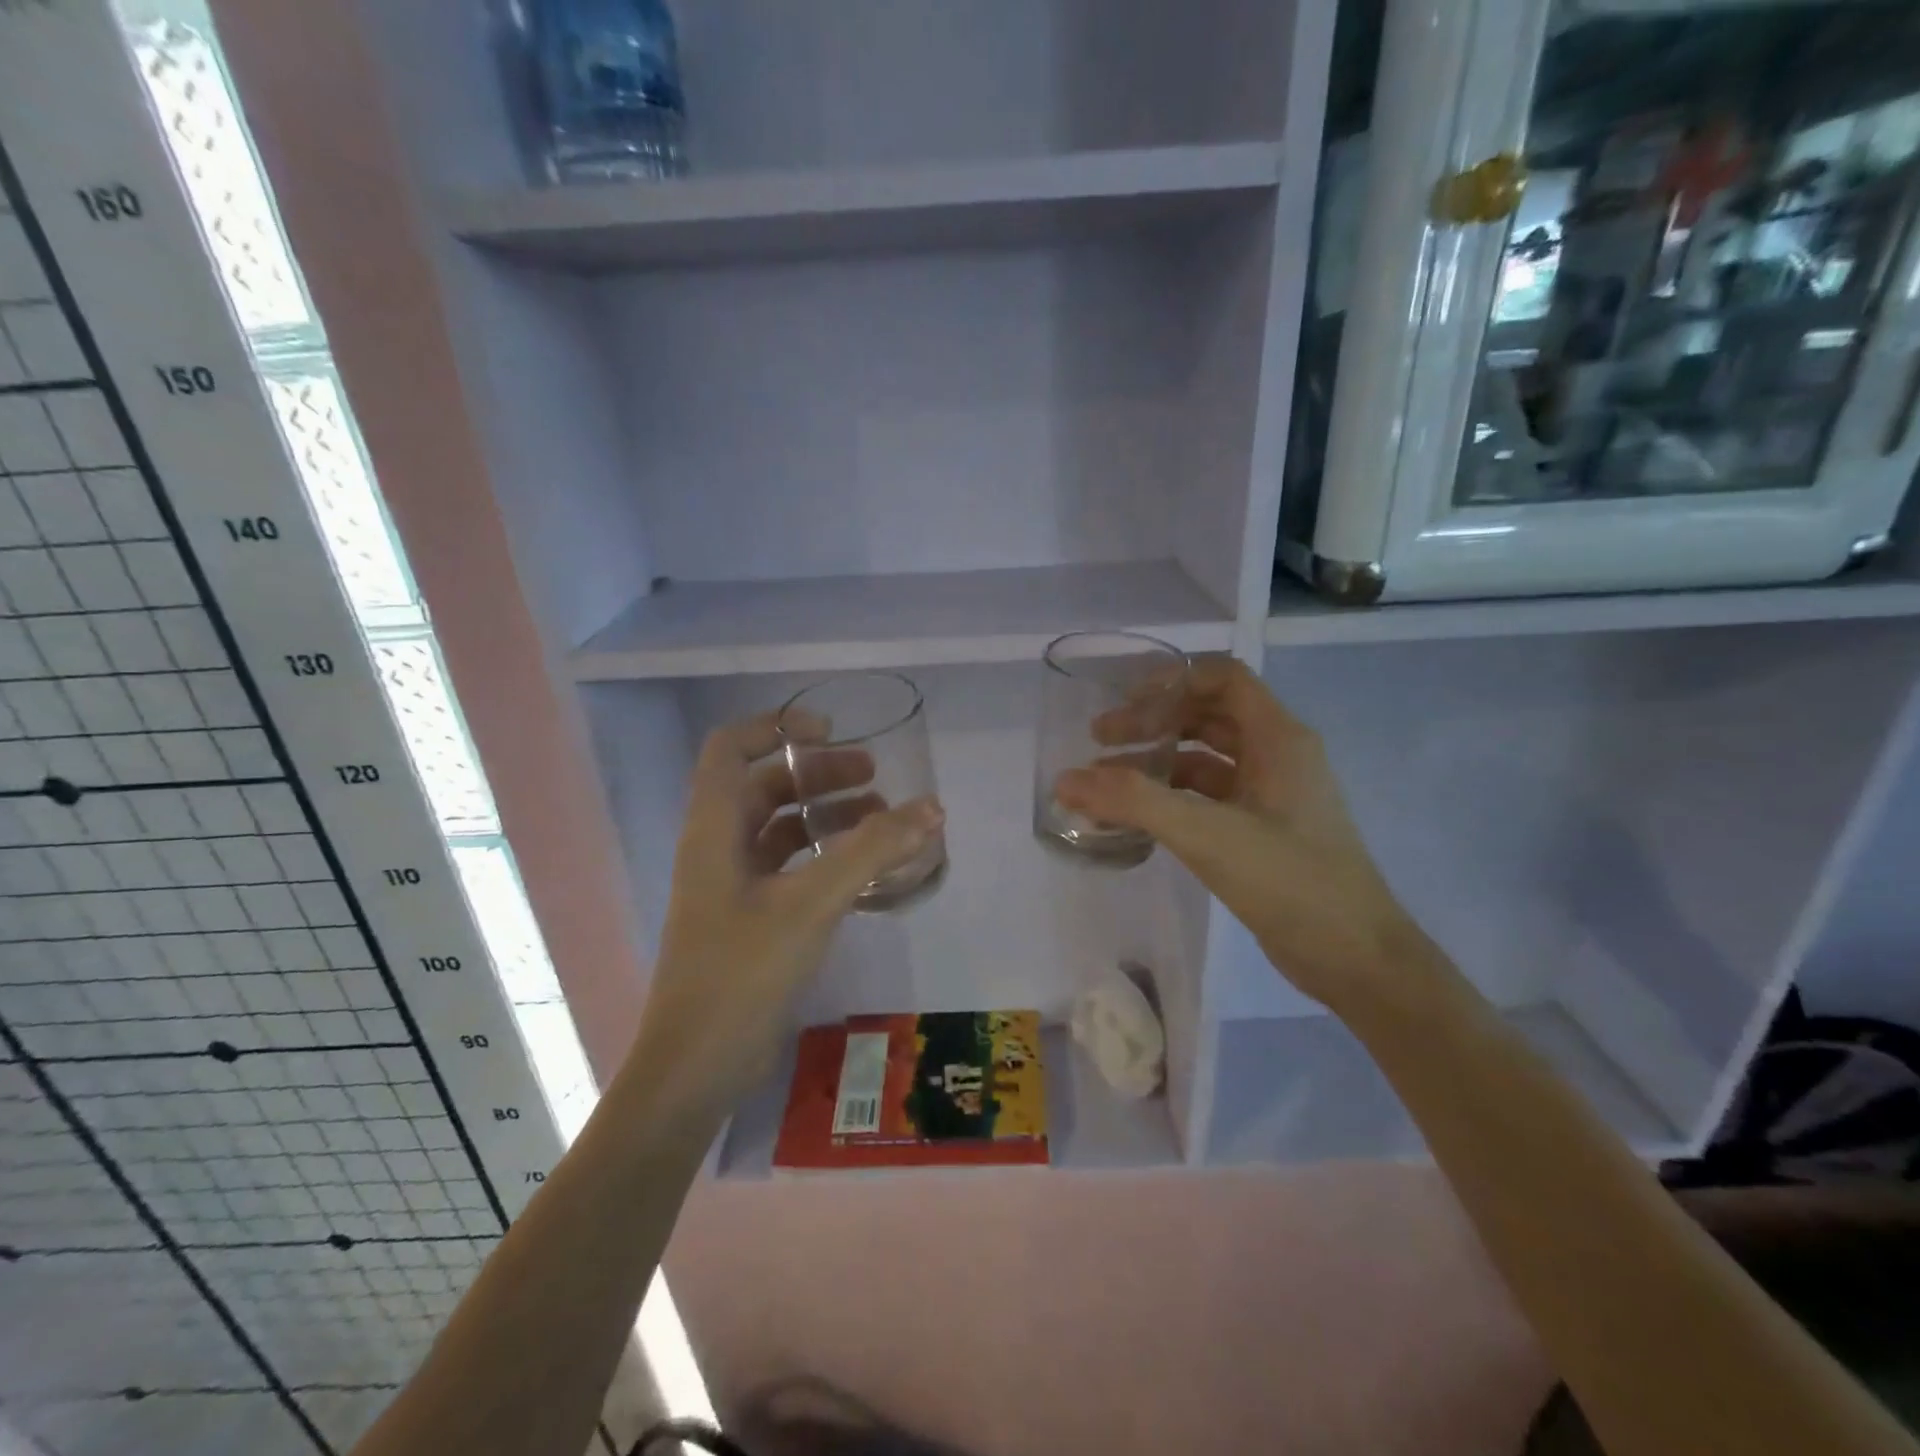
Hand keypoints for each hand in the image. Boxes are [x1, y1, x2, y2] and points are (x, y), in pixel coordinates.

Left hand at [626, 711, 943, 1117]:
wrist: (698, 1067)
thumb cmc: (743, 972)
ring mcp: (734, 887)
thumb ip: (872, 851)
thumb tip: (931, 807)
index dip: (775, 727)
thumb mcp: (812, 903)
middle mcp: (718, 847)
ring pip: (782, 829)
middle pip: (766, 785)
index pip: (730, 748)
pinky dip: (827, 857)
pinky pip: (791, 868)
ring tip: (883, 819)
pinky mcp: (751, 919)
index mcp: (714, 827)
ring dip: (828, 815)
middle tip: (874, 776)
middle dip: (819, 773)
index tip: (829, 731)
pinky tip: (866, 869)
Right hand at [1055, 658, 1425, 1010]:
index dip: (1172, 679)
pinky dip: (1171, 798)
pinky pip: (1207, 798)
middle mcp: (1277, 756)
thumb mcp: (1207, 834)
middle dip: (1153, 721)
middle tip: (1100, 740)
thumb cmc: (1290, 882)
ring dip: (1157, 761)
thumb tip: (1065, 780)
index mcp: (1279, 738)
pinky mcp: (1260, 831)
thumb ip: (1135, 802)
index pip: (1222, 678)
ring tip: (1105, 780)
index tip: (1123, 700)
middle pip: (1207, 715)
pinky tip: (1136, 816)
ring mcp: (1270, 795)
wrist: (1355, 959)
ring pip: (1205, 759)